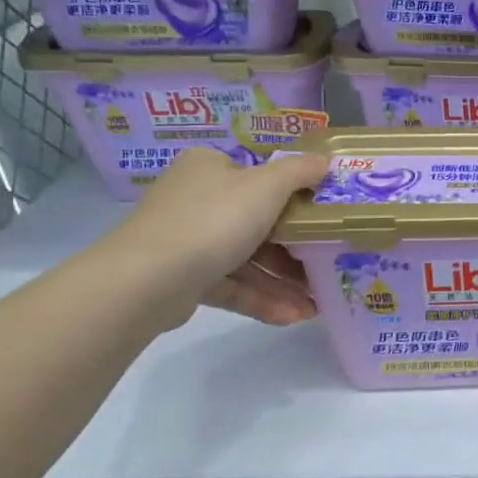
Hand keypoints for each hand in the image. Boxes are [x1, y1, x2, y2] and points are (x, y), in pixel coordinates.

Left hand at [107, 147, 328, 328]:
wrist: (149, 279)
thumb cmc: (215, 219)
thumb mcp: (268, 186)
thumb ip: (300, 172)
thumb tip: (326, 161)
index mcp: (210, 168)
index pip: (257, 176)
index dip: (293, 195)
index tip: (322, 215)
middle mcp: (195, 199)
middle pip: (257, 221)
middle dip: (295, 249)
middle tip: (328, 263)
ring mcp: (187, 241)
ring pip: (247, 259)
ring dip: (283, 281)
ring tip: (316, 303)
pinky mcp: (184, 279)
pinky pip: (232, 286)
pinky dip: (262, 299)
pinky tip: (293, 316)